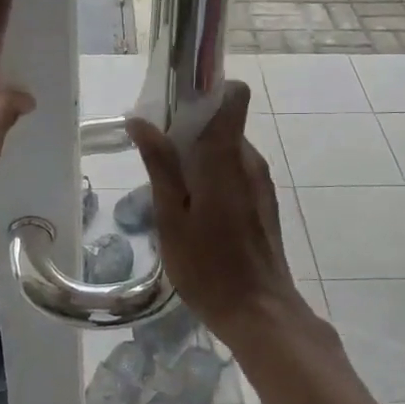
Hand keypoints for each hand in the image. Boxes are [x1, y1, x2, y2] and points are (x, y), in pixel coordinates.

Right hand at [125, 83, 298, 342]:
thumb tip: (140, 120)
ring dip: (200, 158)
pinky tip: (194, 213)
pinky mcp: (263, 202)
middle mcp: (250, 160)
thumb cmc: (208, 267)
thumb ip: (160, 165)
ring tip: (170, 192)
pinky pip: (235, 172)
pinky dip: (213, 177)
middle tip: (156, 159)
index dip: (207, 91)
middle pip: (223, 124)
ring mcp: (260, 182)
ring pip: (227, 150)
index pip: (234, 96)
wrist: (260, 313)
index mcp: (227, 157)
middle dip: (190, 131)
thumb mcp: (171, 217)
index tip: (175, 105)